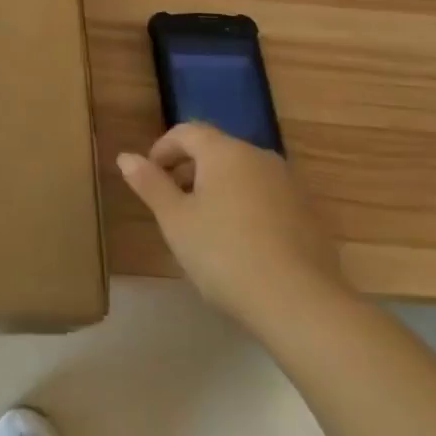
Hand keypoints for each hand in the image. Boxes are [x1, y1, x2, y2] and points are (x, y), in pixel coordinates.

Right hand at [118, 123, 349, 335]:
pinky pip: (266, 197)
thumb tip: (125, 157)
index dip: (162, 149)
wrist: (301, 304)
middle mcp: (259, 156)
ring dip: (218, 189)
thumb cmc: (225, 254)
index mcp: (224, 151)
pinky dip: (246, 207)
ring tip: (204, 226)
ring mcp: (289, 185)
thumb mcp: (175, 220)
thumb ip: (150, 184)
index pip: (186, 132)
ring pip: (243, 174)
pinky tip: (240, 244)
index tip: (149, 177)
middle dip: (189, 170)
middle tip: (172, 204)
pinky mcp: (309, 214)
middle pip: (216, 151)